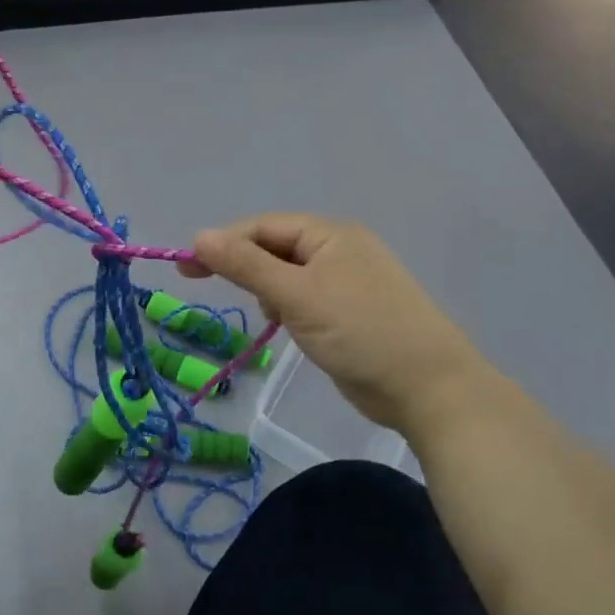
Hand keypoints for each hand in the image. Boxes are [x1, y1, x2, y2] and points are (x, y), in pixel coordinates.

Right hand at [180, 214, 480, 429]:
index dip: (223, 243)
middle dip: (244, 267)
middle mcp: (340, 249)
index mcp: (330, 234)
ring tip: (267, 315)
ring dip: (266, 290)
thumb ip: (246, 265)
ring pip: (288, 275)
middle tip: (205, 287)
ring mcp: (348, 281)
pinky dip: (287, 307)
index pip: (263, 227)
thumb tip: (199, 235)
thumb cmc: (360, 332)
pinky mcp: (351, 311)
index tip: (186, 268)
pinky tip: (285, 326)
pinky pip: (305, 298)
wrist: (428, 387)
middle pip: (275, 247)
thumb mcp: (296, 296)